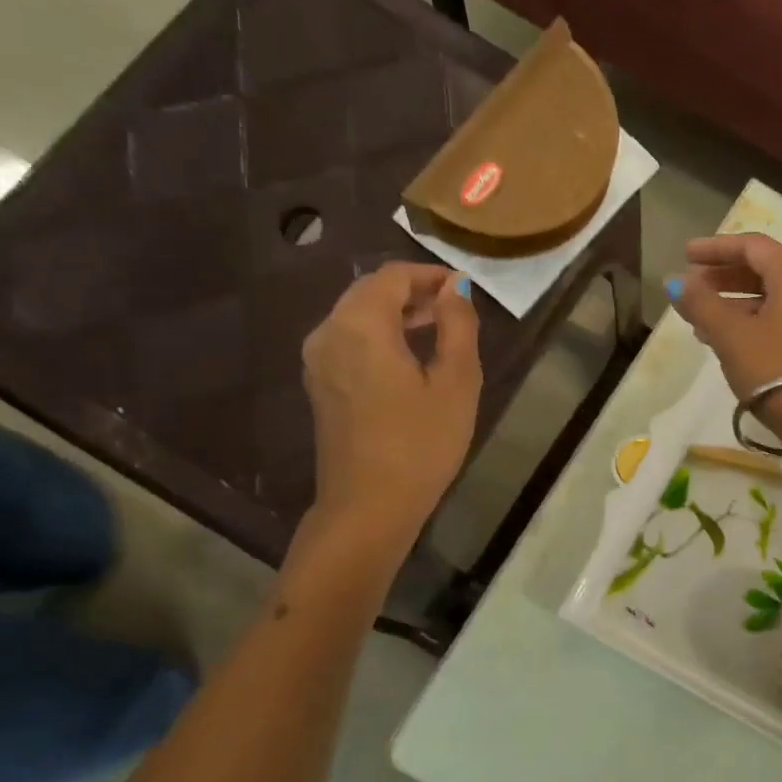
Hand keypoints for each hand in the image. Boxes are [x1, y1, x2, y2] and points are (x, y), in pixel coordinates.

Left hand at [301, 262, 480, 536]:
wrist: (369, 507)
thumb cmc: (421, 444)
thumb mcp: (456, 382)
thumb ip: (458, 325)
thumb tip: (455, 288)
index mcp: (360, 325)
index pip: (393, 276)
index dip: (430, 274)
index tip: (464, 288)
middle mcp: (329, 332)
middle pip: (370, 291)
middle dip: (412, 291)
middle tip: (454, 307)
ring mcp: (318, 360)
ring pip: (357, 314)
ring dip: (396, 312)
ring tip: (437, 328)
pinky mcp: (319, 384)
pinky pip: (348, 339)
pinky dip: (379, 334)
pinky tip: (408, 356)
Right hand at [667, 234, 781, 432]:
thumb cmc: (773, 368)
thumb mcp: (730, 334)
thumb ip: (700, 303)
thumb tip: (676, 282)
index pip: (752, 246)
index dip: (715, 248)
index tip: (685, 255)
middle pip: (764, 270)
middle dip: (723, 277)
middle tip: (691, 287)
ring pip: (772, 298)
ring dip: (734, 303)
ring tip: (700, 320)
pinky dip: (753, 321)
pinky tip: (728, 341)